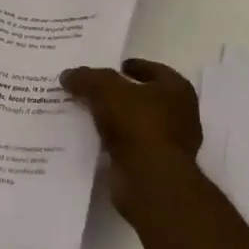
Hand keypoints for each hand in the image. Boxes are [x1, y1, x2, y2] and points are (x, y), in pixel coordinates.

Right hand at [60, 59, 202, 223]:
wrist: (150, 181)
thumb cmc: (137, 124)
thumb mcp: (104, 89)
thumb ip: (86, 78)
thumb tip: (68, 75)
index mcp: (177, 90)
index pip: (152, 69)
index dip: (129, 67)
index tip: (105, 68)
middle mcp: (180, 115)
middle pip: (143, 97)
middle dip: (118, 95)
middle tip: (90, 91)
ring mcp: (170, 145)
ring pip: (135, 124)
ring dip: (114, 120)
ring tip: (85, 114)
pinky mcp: (155, 168)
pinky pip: (129, 147)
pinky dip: (113, 143)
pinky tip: (91, 140)